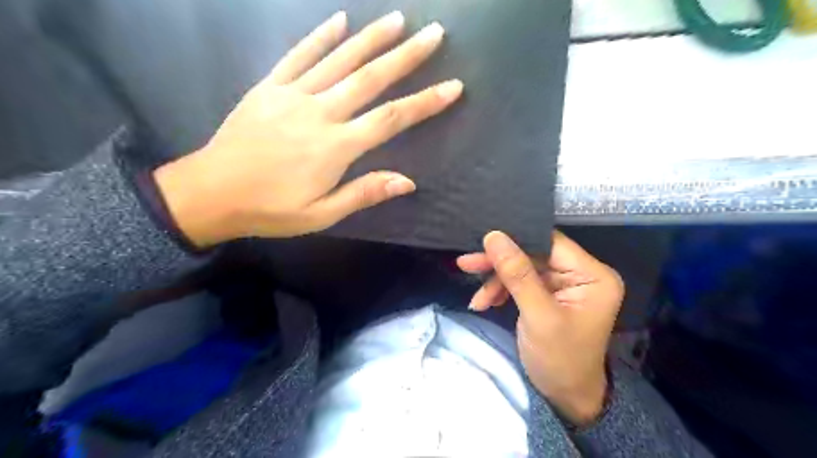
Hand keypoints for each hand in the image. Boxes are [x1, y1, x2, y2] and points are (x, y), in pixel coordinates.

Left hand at [152, 11, 457, 246]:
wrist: (212, 192)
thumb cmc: (271, 209)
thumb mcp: (322, 214)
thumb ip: (364, 193)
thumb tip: (407, 182)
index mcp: (336, 146)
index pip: (391, 118)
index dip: (425, 102)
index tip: (452, 86)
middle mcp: (320, 112)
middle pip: (371, 78)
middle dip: (407, 56)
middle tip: (434, 34)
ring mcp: (293, 94)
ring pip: (339, 59)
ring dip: (372, 38)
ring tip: (399, 20)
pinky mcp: (270, 86)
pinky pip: (299, 55)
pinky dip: (321, 36)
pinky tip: (340, 20)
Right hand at [458, 232, 623, 427]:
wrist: (564, 397)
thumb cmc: (560, 360)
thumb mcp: (538, 316)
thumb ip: (517, 274)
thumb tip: (494, 235)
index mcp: (593, 274)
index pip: (549, 243)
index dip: (516, 240)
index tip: (482, 243)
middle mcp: (581, 273)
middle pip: (532, 254)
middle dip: (499, 263)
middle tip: (466, 264)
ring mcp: (564, 283)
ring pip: (522, 266)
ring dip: (496, 280)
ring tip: (477, 299)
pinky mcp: (548, 293)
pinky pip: (520, 281)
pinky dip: (500, 290)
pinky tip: (485, 303)